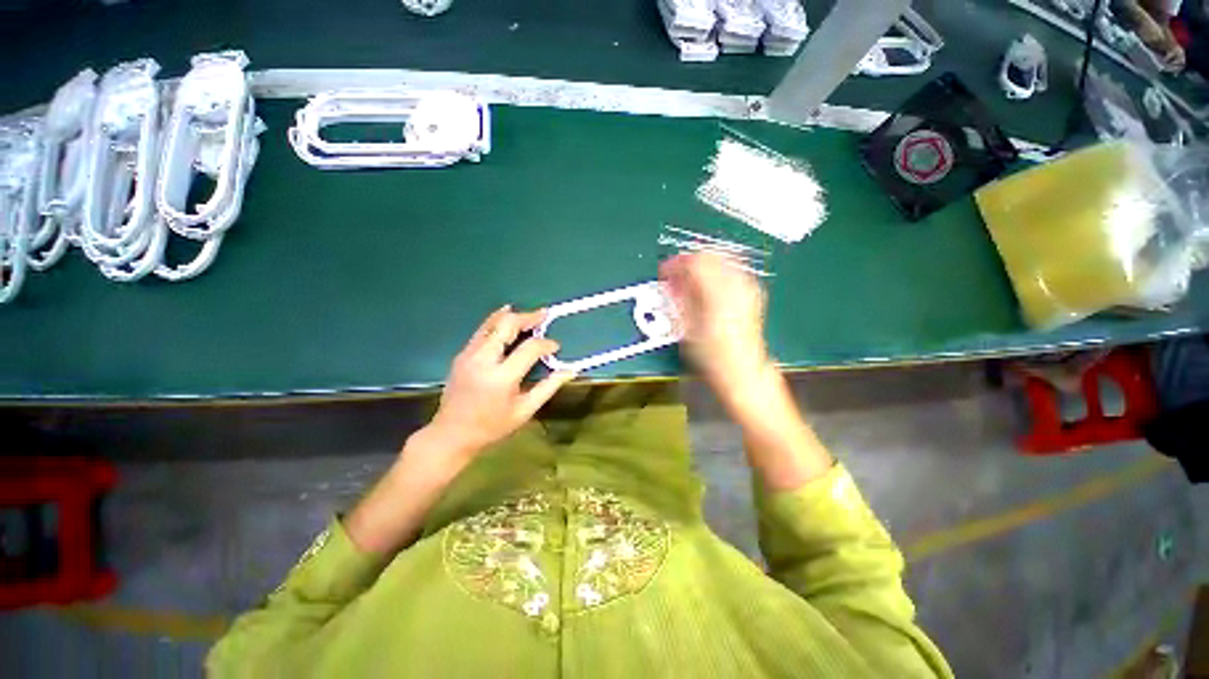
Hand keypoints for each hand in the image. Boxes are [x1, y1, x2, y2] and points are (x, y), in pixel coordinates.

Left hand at [427, 306, 576, 458]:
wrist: (451, 434)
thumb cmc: (492, 426)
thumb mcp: (525, 411)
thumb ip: (548, 387)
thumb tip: (570, 370)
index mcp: (502, 377)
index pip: (529, 348)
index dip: (546, 344)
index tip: (555, 347)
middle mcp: (483, 360)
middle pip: (507, 325)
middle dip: (528, 317)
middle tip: (544, 315)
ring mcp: (469, 354)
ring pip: (491, 323)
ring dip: (512, 316)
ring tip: (529, 315)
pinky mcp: (461, 354)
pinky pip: (482, 330)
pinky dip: (497, 322)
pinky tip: (507, 319)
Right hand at [659, 253, 770, 391]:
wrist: (742, 370)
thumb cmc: (710, 355)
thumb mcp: (687, 328)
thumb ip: (679, 299)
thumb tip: (671, 280)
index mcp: (718, 293)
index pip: (694, 262)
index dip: (675, 264)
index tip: (664, 273)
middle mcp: (736, 285)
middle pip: (709, 256)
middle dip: (688, 261)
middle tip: (674, 276)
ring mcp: (747, 287)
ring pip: (721, 259)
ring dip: (702, 265)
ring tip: (688, 281)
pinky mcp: (751, 293)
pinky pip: (731, 270)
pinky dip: (715, 272)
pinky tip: (706, 286)